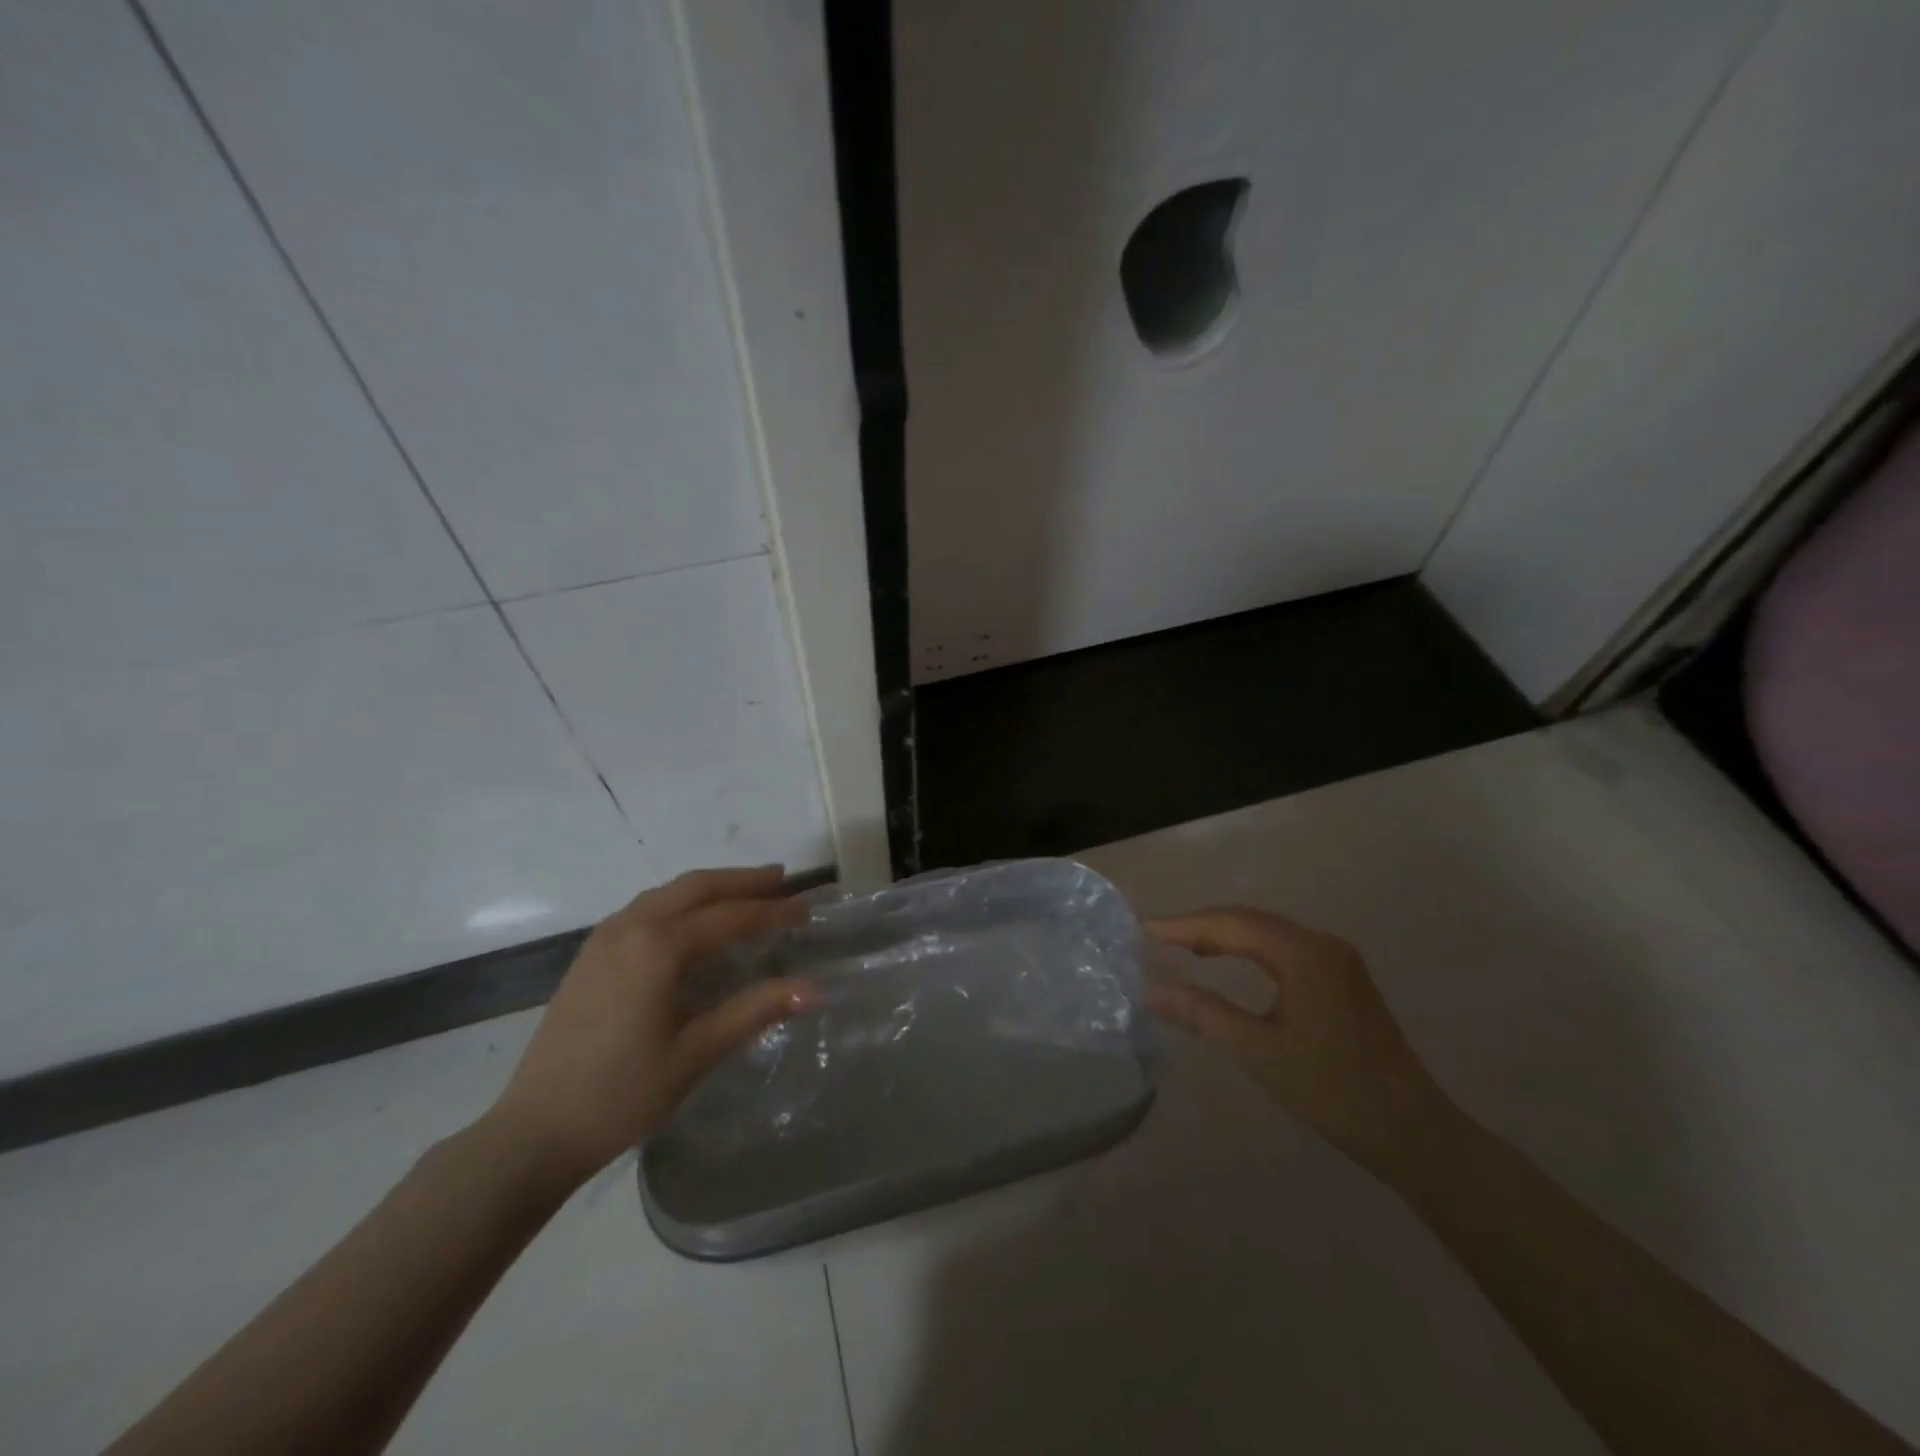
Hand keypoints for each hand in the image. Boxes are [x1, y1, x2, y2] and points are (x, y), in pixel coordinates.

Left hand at [486, 866, 814, 1182]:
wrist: (534, 1132)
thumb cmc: (622, 1094)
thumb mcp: (696, 1053)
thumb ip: (756, 1011)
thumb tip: (815, 988)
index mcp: (658, 946)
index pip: (730, 917)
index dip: (773, 913)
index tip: (808, 910)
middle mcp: (630, 927)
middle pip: (696, 887)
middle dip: (742, 881)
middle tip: (782, 880)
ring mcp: (603, 938)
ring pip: (667, 893)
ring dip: (710, 888)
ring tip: (745, 892)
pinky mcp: (589, 956)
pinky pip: (645, 908)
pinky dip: (679, 902)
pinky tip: (691, 922)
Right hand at [1147, 906, 1450, 1164]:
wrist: (1409, 1130)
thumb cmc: (1330, 1089)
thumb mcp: (1257, 1051)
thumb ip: (1202, 1013)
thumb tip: (1151, 990)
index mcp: (1304, 954)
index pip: (1231, 924)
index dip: (1184, 925)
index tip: (1143, 928)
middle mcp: (1322, 944)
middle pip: (1250, 920)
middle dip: (1201, 925)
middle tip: (1157, 936)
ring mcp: (1336, 959)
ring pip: (1267, 932)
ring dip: (1224, 935)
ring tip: (1183, 946)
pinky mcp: (1342, 978)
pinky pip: (1283, 948)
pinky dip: (1248, 948)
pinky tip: (1229, 961)